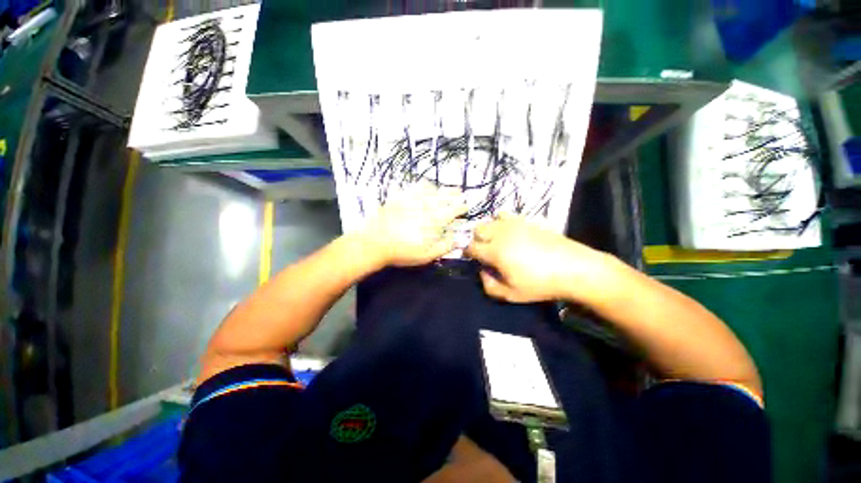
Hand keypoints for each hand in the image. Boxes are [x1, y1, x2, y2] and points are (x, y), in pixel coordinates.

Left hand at [359, 185, 466, 266]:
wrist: (375, 243)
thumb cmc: (403, 252)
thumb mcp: (426, 255)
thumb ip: (444, 247)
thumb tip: (458, 239)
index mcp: (435, 220)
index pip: (454, 209)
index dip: (462, 207)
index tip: (465, 207)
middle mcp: (426, 205)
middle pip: (445, 195)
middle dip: (455, 193)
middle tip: (459, 192)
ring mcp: (411, 198)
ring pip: (430, 187)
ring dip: (439, 188)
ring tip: (441, 190)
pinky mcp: (399, 196)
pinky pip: (412, 186)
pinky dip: (420, 186)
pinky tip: (421, 188)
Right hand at [464, 214, 609, 302]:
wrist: (574, 268)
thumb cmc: (540, 284)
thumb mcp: (512, 294)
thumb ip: (489, 285)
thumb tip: (482, 272)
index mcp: (495, 251)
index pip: (472, 247)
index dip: (468, 252)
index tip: (472, 258)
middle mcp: (501, 233)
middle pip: (479, 229)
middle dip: (477, 239)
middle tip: (484, 250)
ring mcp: (515, 224)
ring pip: (492, 219)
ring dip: (489, 228)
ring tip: (497, 239)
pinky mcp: (528, 220)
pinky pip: (508, 215)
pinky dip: (503, 222)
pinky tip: (511, 232)